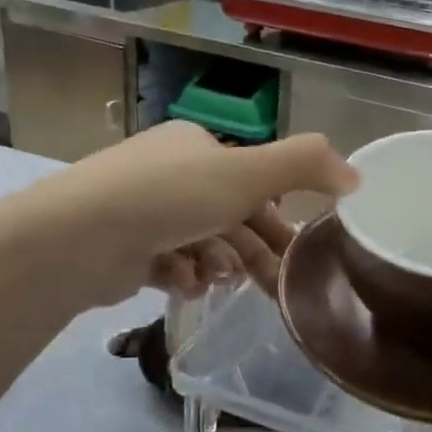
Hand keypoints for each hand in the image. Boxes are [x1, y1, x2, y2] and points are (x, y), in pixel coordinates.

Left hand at [19, 121, 355, 304]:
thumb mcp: (247, 173)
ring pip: (202, 242)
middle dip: (253, 249)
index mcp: (195, 146)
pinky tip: (186, 283)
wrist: (75, 238)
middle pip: (228, 215)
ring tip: (219, 280)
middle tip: (277, 285)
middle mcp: (168, 173)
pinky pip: (169, 263)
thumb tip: (356, 176)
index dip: (278, 214)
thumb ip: (304, 166)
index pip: (250, 180)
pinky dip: (184, 275)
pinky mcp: (122, 249)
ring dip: (219, 263)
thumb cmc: (169, 198)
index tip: (298, 248)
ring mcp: (141, 211)